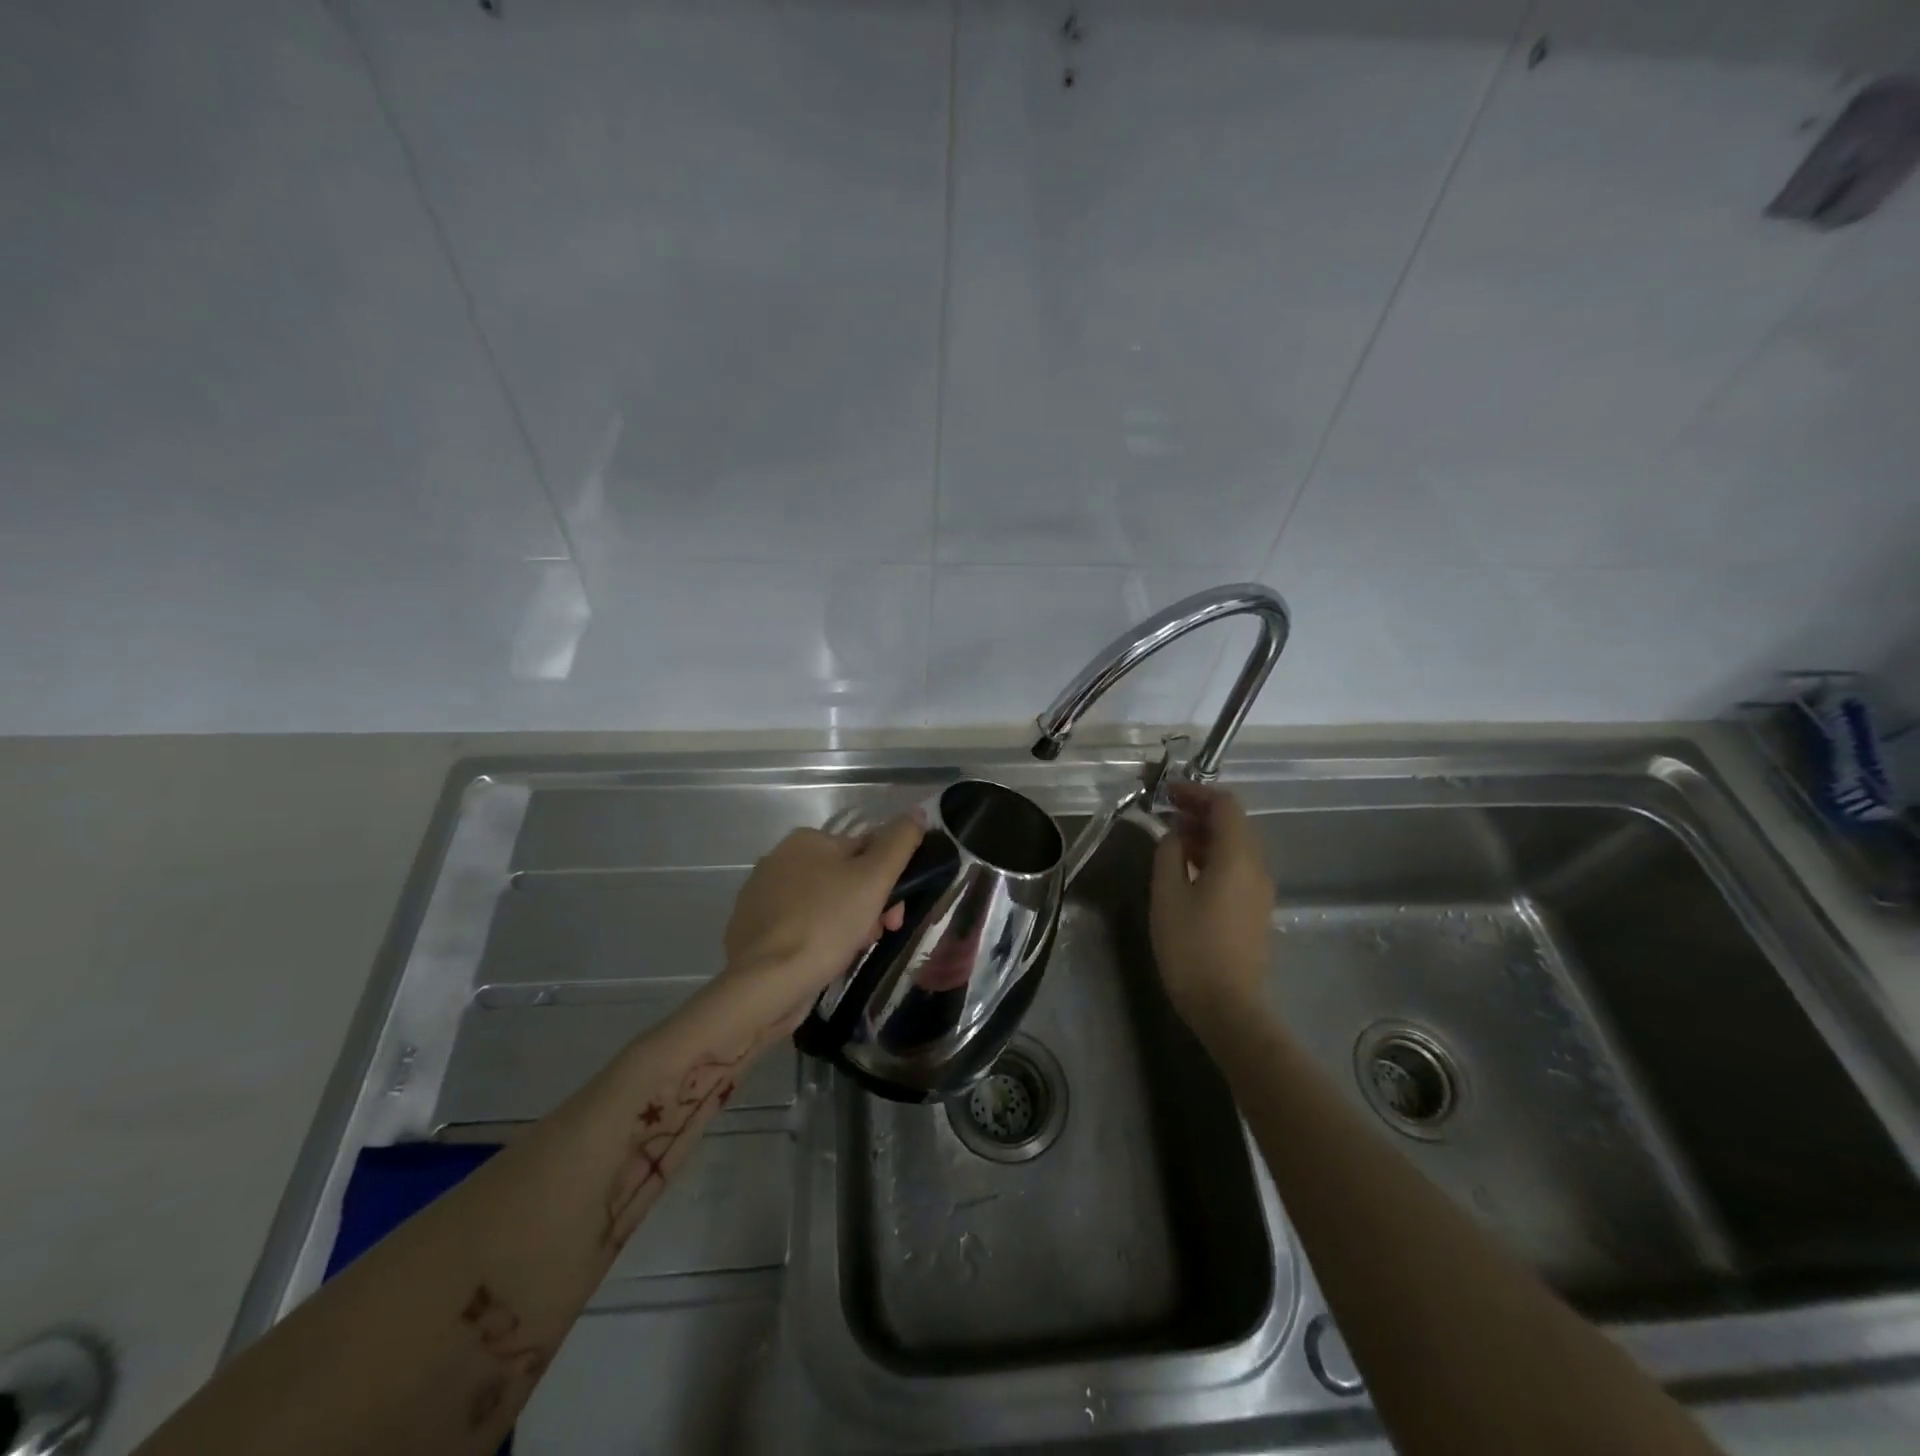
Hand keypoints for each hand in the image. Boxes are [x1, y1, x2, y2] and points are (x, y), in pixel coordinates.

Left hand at [720, 814, 924, 1027]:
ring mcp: (762, 896)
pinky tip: (824, 960)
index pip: (865, 850)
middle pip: (845, 879)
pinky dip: (818, 940)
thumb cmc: (826, 923)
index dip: (890, 881)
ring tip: (850, 952)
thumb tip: (917, 812)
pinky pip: (801, 928)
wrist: (767, 983)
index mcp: (807, 840)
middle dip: (868, 907)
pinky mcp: (753, 930)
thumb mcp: (874, 877)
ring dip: (847, 925)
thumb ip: (900, 841)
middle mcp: (779, 860)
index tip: (895, 915)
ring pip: (825, 905)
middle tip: (875, 936)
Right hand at [1150, 782, 1273, 1025]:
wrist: (1227, 1006)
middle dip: (1201, 812)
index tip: (1167, 793)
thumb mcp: (1167, 894)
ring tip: (1173, 840)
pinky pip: (1238, 869)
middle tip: (1166, 813)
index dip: (1197, 792)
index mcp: (1237, 857)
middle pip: (1235, 824)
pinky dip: (1214, 857)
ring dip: (1207, 835)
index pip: (1226, 805)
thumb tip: (1176, 836)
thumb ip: (1169, 854)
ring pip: (1237, 847)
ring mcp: (1260, 891)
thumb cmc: (1191, 946)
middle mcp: (1257, 867)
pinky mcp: (1256, 911)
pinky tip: (1189, 870)